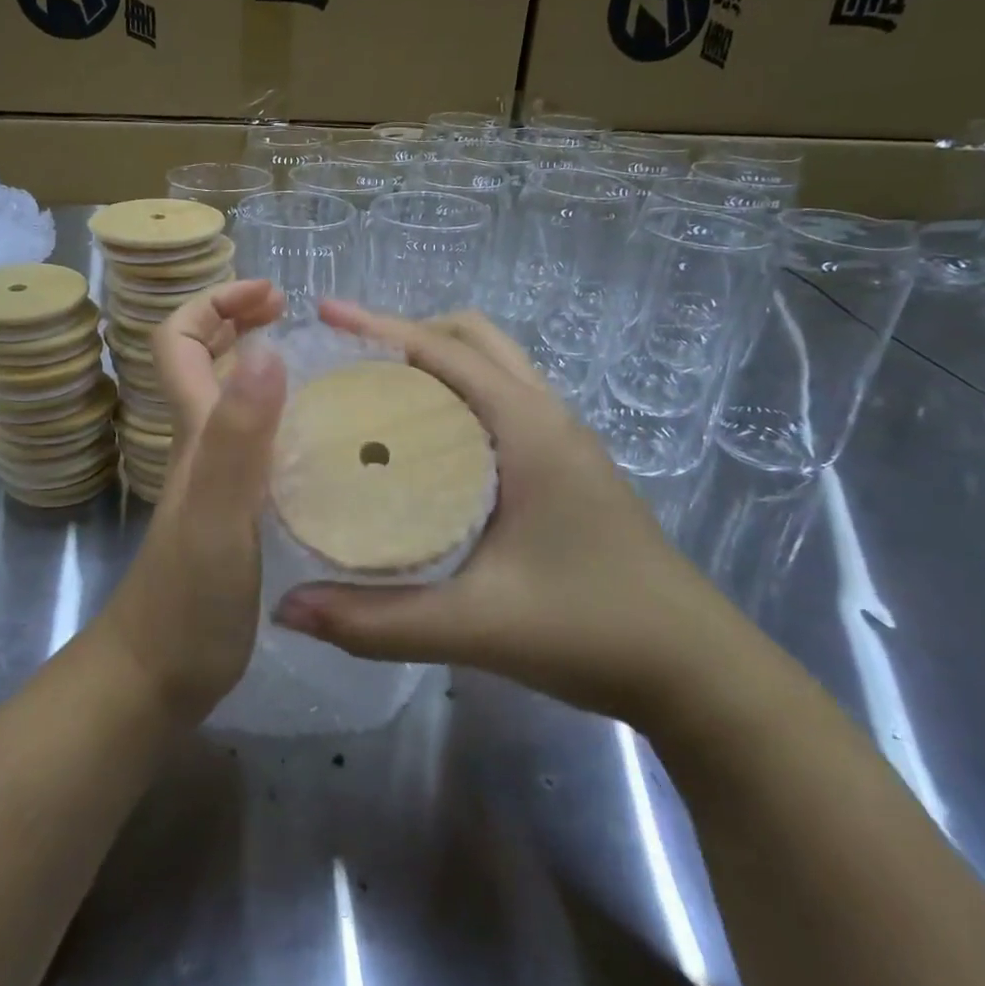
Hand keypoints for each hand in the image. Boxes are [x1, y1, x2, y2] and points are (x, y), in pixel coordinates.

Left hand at [96, 279, 286, 722]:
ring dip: (268, 368)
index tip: (272, 297)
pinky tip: (331, 440)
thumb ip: (239, 438)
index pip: (180, 342)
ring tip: (329, 366)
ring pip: (235, 402)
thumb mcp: (218, 514)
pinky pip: (262, 445)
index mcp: (197, 433)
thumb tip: (266, 350)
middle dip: (242, 321)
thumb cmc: (188, 599)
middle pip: (205, 362)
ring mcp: (218, 480)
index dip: (215, 304)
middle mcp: (203, 446)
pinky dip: (289, 421)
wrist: (159, 677)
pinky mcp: (237, 513)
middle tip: (298, 316)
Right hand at [270, 302, 734, 721]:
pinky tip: (422, 445)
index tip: (325, 314)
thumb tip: (288, 608)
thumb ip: (377, 621)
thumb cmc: (593, 630)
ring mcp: (561, 440)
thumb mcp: (475, 626)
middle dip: (407, 334)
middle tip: (346, 362)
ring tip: (373, 392)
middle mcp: (546, 417)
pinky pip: (500, 403)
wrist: (696, 671)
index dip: (380, 326)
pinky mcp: (565, 468)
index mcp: (528, 427)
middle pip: (471, 340)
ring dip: (434, 362)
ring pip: (490, 368)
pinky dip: (455, 396)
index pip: (445, 350)